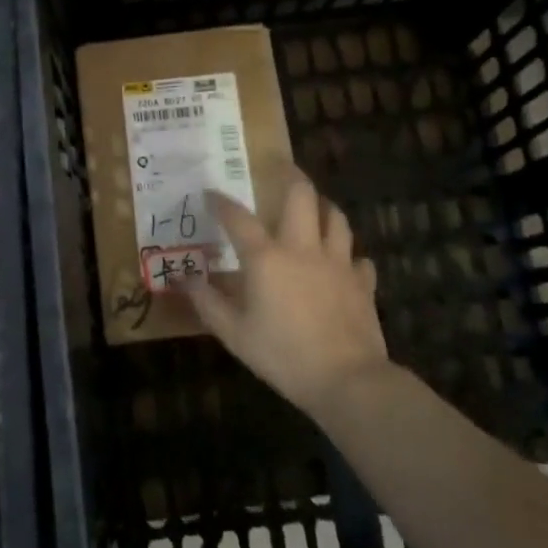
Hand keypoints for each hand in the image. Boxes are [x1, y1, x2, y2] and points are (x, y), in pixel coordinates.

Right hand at [185, 171, 388, 417]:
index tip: (210, 193)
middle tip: (280, 169)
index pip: (238, 218)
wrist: (347, 379)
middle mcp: (304, 248)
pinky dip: (348, 255)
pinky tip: (342, 263)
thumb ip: (208, 303)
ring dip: (322, 206)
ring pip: (335, 217)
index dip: (221, 202)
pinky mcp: (363, 282)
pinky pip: (358, 258)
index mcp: (267, 258)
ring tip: (313, 207)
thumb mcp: (234, 334)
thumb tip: (185, 278)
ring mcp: (339, 262)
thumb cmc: (283, 355)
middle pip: (301, 195)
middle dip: (290, 175)